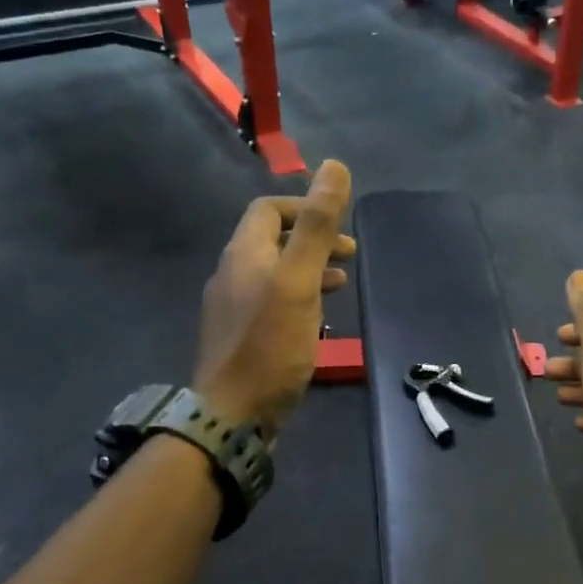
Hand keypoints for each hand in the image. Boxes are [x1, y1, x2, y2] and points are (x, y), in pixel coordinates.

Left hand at [193, 161, 354, 436]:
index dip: (304, 207)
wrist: (232, 416)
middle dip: (312, 240)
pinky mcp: (240, 338)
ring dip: (309, 270)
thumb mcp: (299, 281)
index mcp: (243, 254)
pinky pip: (271, 303)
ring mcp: (233, 308)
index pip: (268, 209)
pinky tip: (317, 319)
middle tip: (350, 255)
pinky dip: (298, 298)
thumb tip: (334, 167)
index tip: (339, 226)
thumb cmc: (270, 346)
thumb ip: (316, 227)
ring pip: (274, 274)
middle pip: (272, 241)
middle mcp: (232, 274)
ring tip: (342, 284)